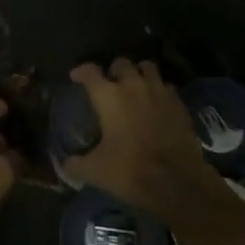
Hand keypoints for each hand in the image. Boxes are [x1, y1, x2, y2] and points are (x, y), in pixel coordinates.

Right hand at [63, 59, 228, 223]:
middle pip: (121, 63)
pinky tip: (156, 104)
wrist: (178, 181)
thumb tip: (65, 164)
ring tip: (135, 87)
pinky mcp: (179, 103)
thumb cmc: (131, 170)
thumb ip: (75, 164)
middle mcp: (133, 85)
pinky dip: (159, 90)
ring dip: (138, 74)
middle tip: (110, 84)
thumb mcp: (95, 171)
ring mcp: (159, 91)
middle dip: (113, 71)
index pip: (90, 72)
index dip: (80, 72)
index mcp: (109, 96)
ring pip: (147, 68)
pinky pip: (166, 86)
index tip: (76, 77)